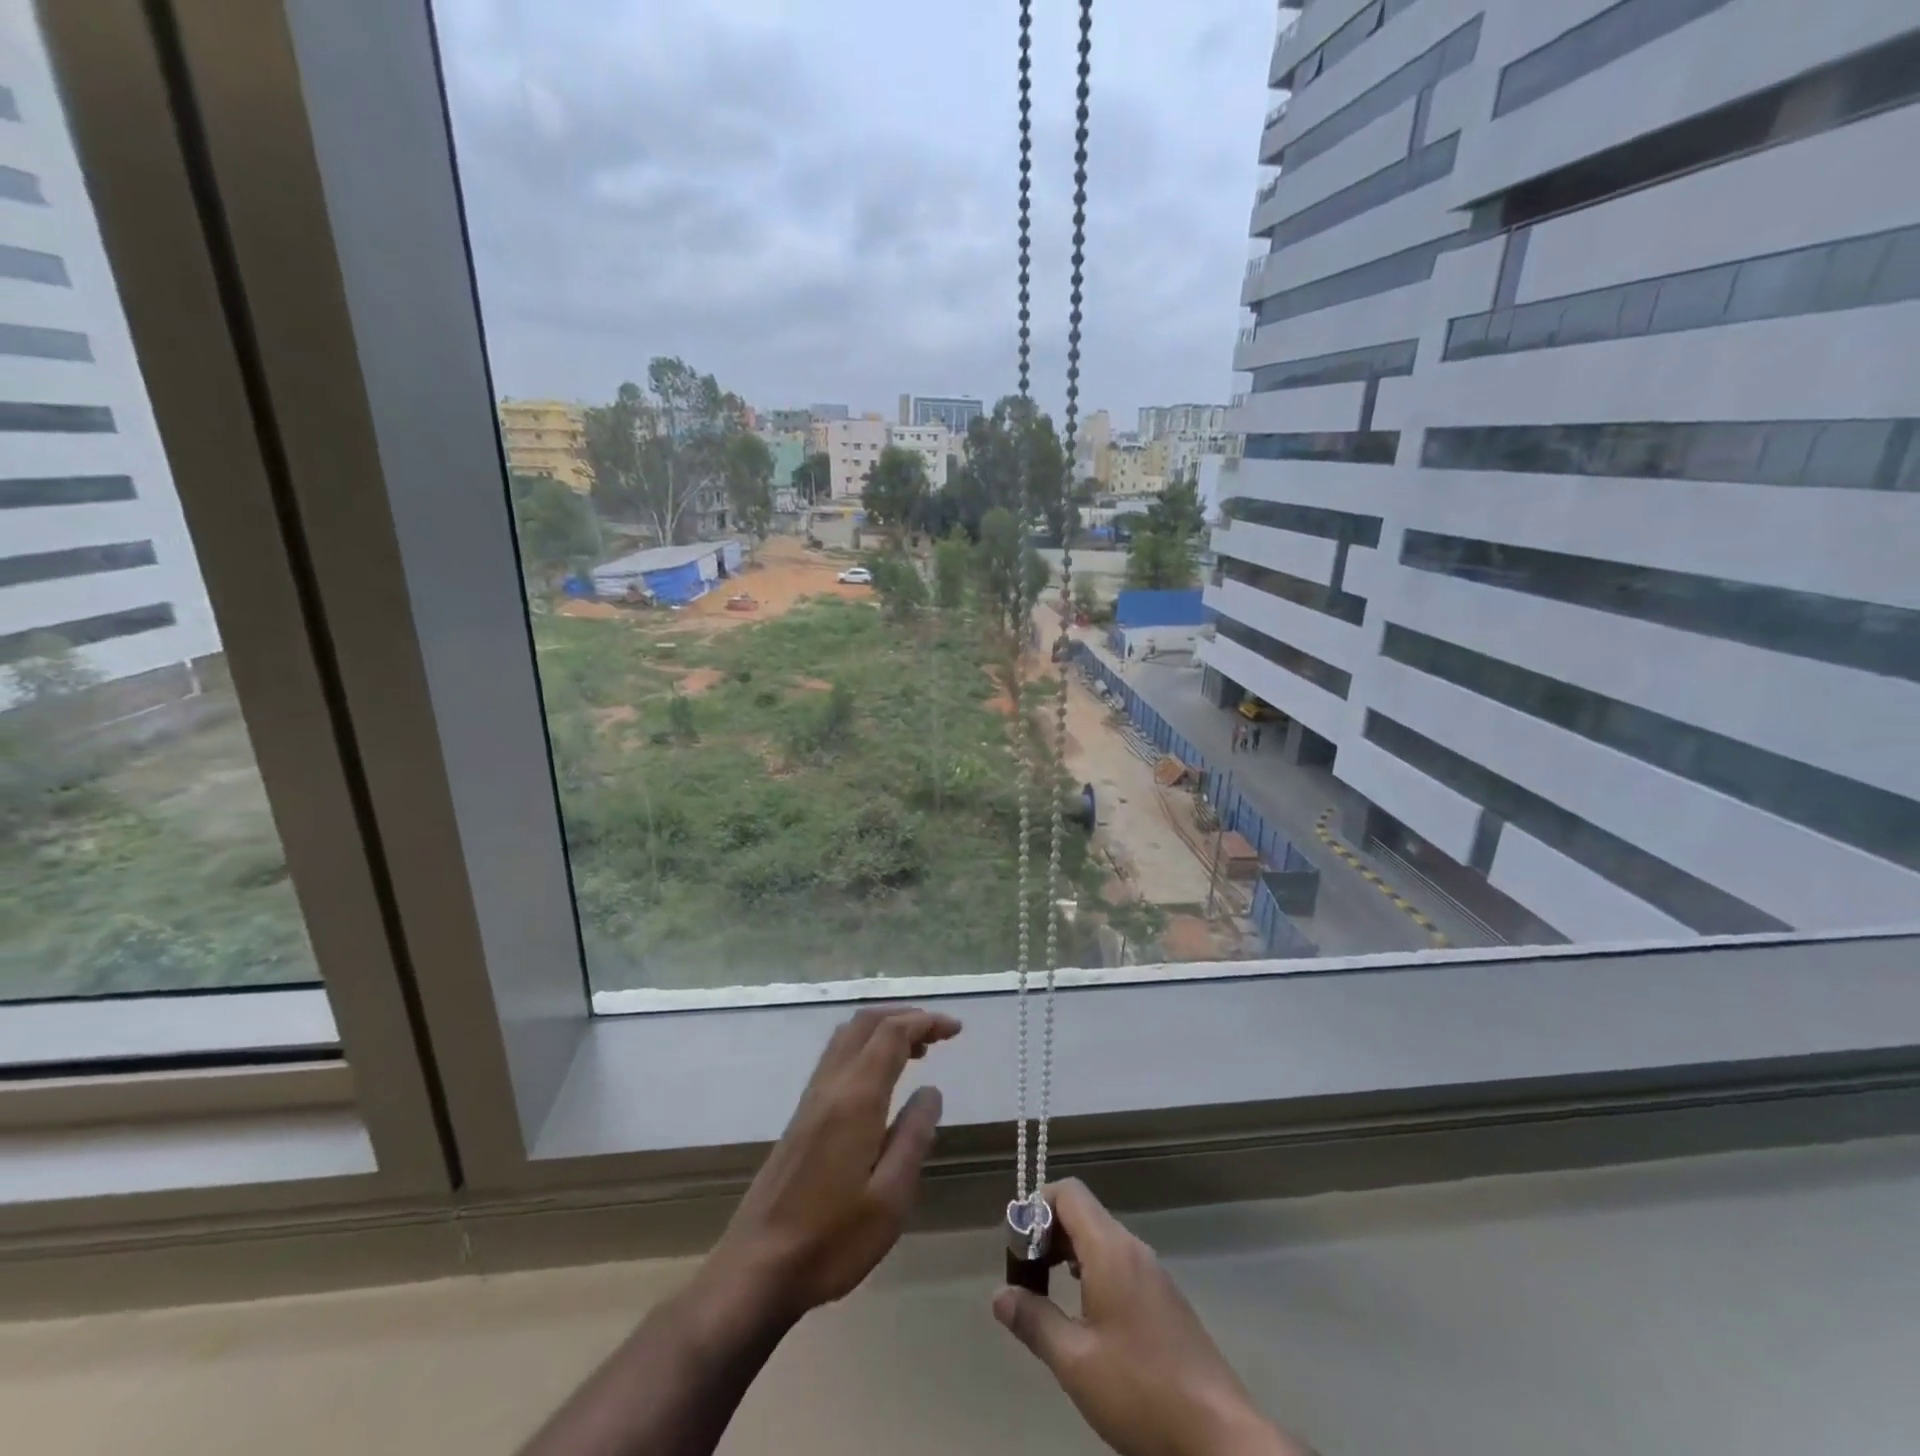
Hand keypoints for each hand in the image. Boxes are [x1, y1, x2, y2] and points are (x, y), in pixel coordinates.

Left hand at [709, 1006, 960, 1322]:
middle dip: (905, 1016)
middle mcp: (830, 1086)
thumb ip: (913, 1136)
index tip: (956, 1030)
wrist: (755, 1270)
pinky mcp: (800, 1117)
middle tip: (939, 1034)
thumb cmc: (831, 1240)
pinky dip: (865, 1048)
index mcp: (855, 1098)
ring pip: (847, 1037)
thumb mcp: (890, 1198)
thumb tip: (931, 1091)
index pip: (892, 1034)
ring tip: (916, 1051)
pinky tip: (880, 1080)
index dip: (926, 1022)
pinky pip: (837, 1057)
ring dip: (883, 1029)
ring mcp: (810, 1100)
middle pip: (866, 1023)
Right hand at [993, 1180, 1309, 1455]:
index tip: (1017, 1247)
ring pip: (1101, 1239)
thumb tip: (999, 1295)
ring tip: (1048, 1296)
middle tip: (1026, 1275)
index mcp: (1110, 1249)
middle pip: (1082, 1212)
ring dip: (1069, 1254)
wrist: (1220, 1436)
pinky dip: (1092, 1272)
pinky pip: (1119, 1263)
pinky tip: (1086, 1317)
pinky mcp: (1165, 1299)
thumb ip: (1034, 1321)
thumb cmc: (1141, 1391)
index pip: (1067, 1192)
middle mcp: (1133, 1248)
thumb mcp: (1075, 1362)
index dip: (1035, 1207)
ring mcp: (1153, 1273)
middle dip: (1047, 1234)